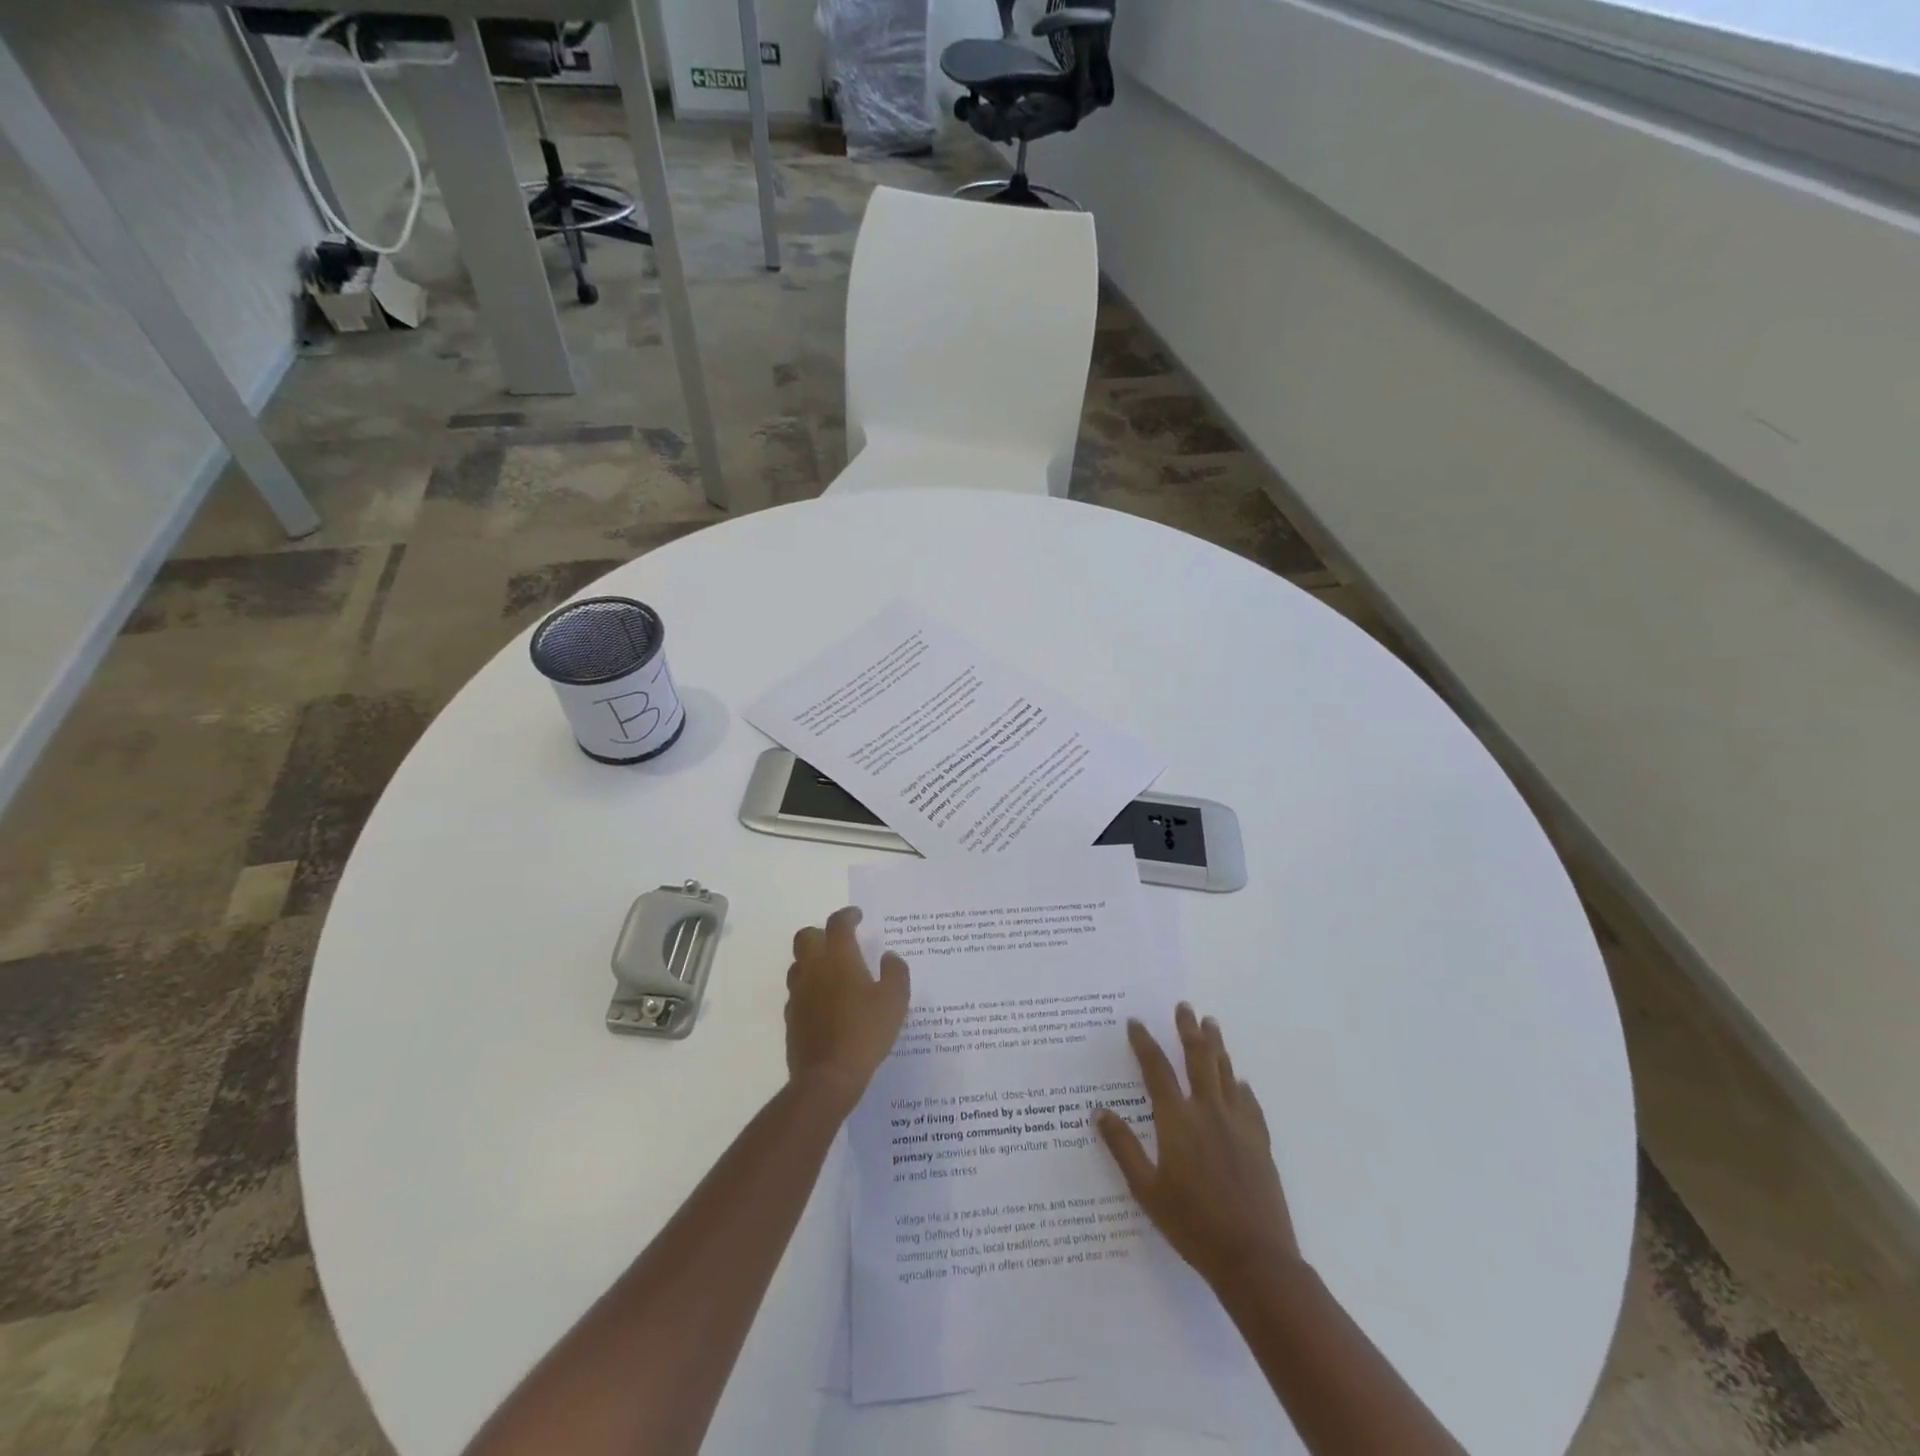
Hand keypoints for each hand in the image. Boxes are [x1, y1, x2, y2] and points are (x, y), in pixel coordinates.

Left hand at [785, 907, 910, 1112]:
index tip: (857, 916)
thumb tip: (889, 956)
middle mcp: (813, 969)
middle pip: (806, 937)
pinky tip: (824, 1001)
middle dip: (821, 932)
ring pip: (798, 963)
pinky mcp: (791, 1017)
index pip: (837, 924)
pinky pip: (797, 991)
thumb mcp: (895, 1001)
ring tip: (832, 970)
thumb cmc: (865, 1032)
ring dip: (812, 959)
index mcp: (838, 959)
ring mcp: (798, 993)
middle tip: (839, 941)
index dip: (847, 915)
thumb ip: (895, 972)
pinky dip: (809, 987)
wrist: (827, 1077)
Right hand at [1096, 1004, 1298, 1287]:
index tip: (1135, 1022)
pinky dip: (1241, 1087)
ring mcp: (1238, 1125)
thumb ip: (1123, 1147)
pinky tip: (1240, 1082)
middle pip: (1197, 1059)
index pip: (1156, 1070)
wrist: (1255, 1259)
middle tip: (1184, 1007)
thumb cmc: (1192, 1225)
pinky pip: (1249, 1103)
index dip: (1144, 1043)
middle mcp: (1208, 1112)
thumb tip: (1099, 1111)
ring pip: (1226, 1073)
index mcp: (1177, 1121)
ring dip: (1216, 1046)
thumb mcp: (1146, 1190)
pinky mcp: (1260, 1142)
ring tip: (1211, 1024)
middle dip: (1188, 1030)